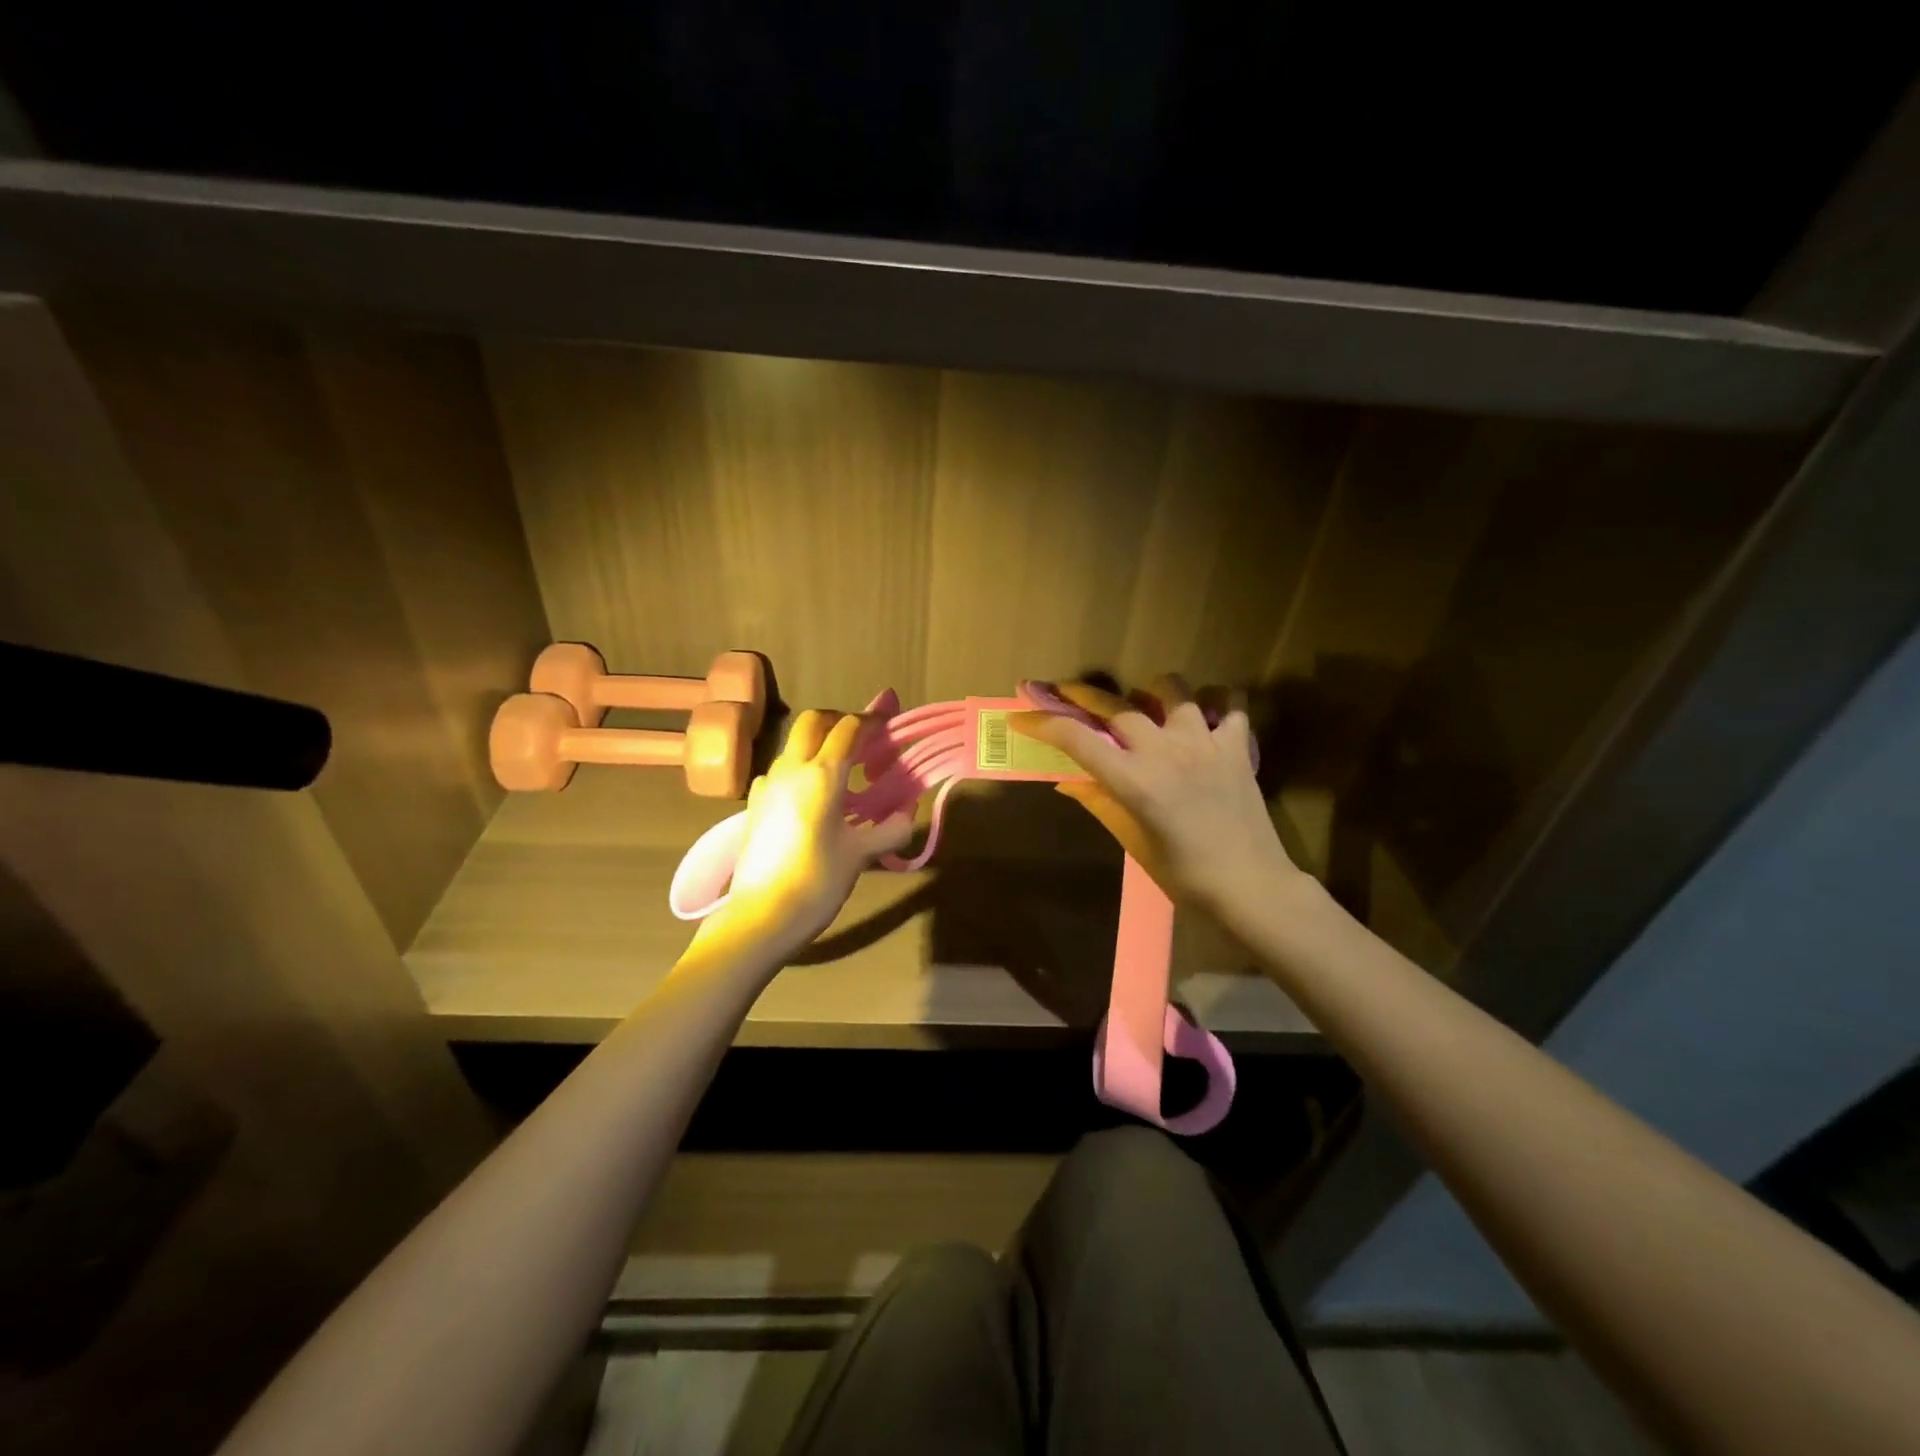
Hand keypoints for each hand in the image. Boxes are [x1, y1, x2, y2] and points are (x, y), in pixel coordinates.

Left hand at [697, 709, 913, 962]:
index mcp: (822, 774)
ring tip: (842, 773)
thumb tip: (908, 811)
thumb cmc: (818, 880)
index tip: (889, 722)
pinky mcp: (754, 805)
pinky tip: (811, 798)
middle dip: (839, 721)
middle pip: (813, 722)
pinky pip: (780, 771)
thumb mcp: (861, 854)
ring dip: (819, 745)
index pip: (849, 728)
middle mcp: (791, 769)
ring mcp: (767, 785)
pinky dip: (800, 770)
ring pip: (794, 745)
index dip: (872, 720)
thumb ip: (890, 829)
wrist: (761, 917)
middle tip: (863, 740)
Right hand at [1012, 678, 1303, 918]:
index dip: (1045, 724)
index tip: (1022, 717)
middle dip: (1083, 695)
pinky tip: (1206, 712)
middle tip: (1065, 689)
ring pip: (1172, 690)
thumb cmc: (1184, 875)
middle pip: (1116, 707)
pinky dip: (1215, 701)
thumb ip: (1102, 803)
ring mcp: (1203, 743)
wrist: (1250, 886)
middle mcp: (1164, 752)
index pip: (1078, 741)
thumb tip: (1069, 782)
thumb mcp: (1134, 842)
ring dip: (1152, 690)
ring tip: (1148, 700)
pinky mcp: (1235, 746)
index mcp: (1134, 782)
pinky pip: (1228, 703)